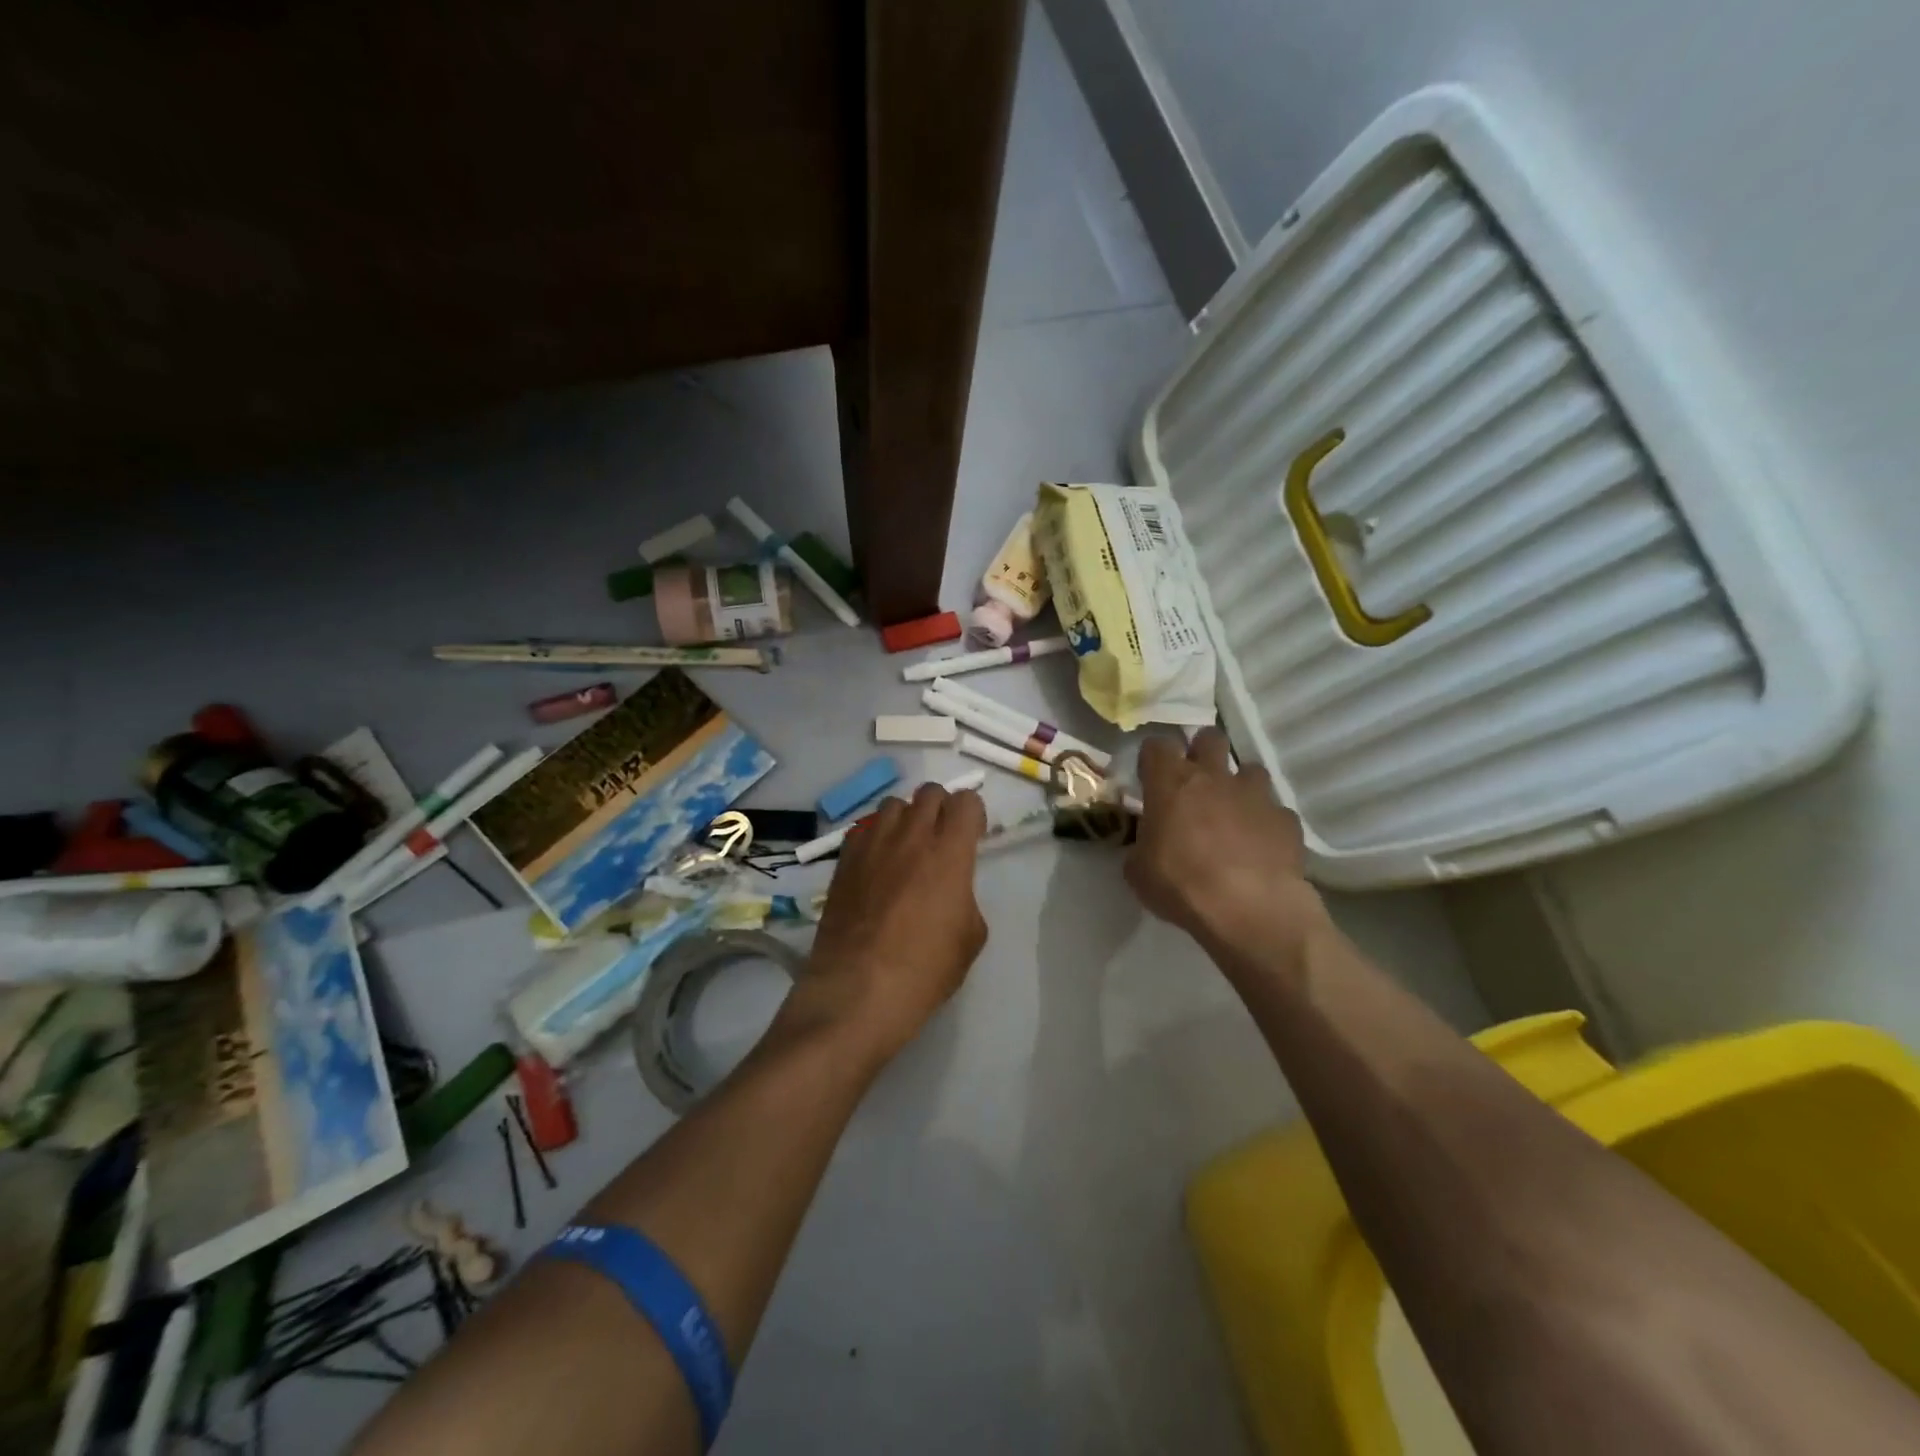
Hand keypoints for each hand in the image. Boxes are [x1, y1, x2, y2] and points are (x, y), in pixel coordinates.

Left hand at [791, 783, 988, 1066]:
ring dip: (906, 818)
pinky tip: (876, 864)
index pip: (966, 801)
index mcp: (950, 852)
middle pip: (929, 792)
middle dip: (941, 808)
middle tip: (941, 838)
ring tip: (905, 848)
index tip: (972, 836)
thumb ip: (966, 896)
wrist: (859, 990)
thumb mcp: (970, 937)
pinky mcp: (843, 860)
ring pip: (893, 804)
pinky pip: (863, 829)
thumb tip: (951, 888)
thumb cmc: (925, 969)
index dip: (973, 814)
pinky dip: (875, 836)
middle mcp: (911, 836)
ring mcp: (872, 844)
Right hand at [1125, 729, 1326, 966]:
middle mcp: (1214, 776)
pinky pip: (1275, 810)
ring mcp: (1255, 794)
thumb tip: (1147, 841)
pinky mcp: (1286, 818)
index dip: (1154, 758)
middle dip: (1202, 752)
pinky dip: (1266, 822)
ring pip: (1249, 769)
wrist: (1250, 909)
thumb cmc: (1181, 885)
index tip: (1151, 777)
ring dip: (1239, 785)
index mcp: (1171, 783)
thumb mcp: (1139, 871)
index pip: (1157, 745)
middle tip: (1195, 781)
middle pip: (1209, 738)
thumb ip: (1142, 844)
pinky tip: (1261, 846)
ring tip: (1234, 812)